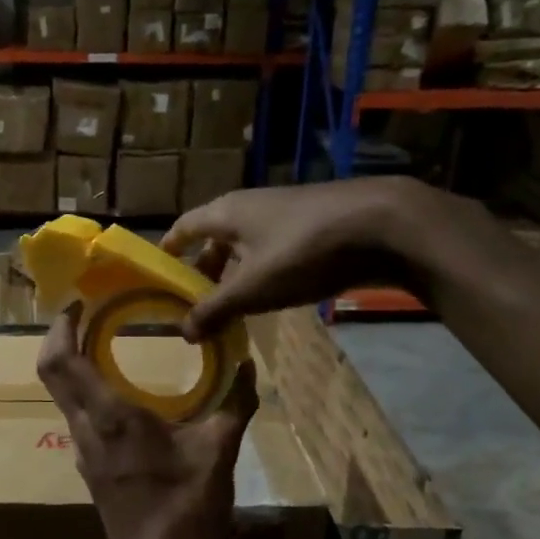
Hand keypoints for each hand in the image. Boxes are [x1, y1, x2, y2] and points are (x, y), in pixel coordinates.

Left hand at [36, 306, 257, 538]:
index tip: (76, 302)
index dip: (60, 326)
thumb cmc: (188, 512)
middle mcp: (86, 430)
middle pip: (52, 373)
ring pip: (63, 397)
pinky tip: (119, 392)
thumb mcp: (219, 454)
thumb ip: (235, 404)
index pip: (62, 361)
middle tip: (86, 314)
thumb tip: (248, 366)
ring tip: (102, 342)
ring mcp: (84, 453)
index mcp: (112, 417)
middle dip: (61, 338)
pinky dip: (87, 392)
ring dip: (73, 365)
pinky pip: (78, 418)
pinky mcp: (91, 471)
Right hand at [162, 179, 419, 340]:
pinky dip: (263, 270)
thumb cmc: (303, 252)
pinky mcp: (313, 224)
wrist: (383, 225)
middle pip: (215, 237)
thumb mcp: (252, 289)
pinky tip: (272, 294)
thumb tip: (183, 332)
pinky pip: (273, 248)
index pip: (184, 226)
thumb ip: (215, 310)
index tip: (157, 271)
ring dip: (234, 272)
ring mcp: (284, 213)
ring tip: (230, 305)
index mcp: (226, 213)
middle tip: (194, 302)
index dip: (169, 248)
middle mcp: (250, 206)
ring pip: (246, 244)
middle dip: (203, 268)